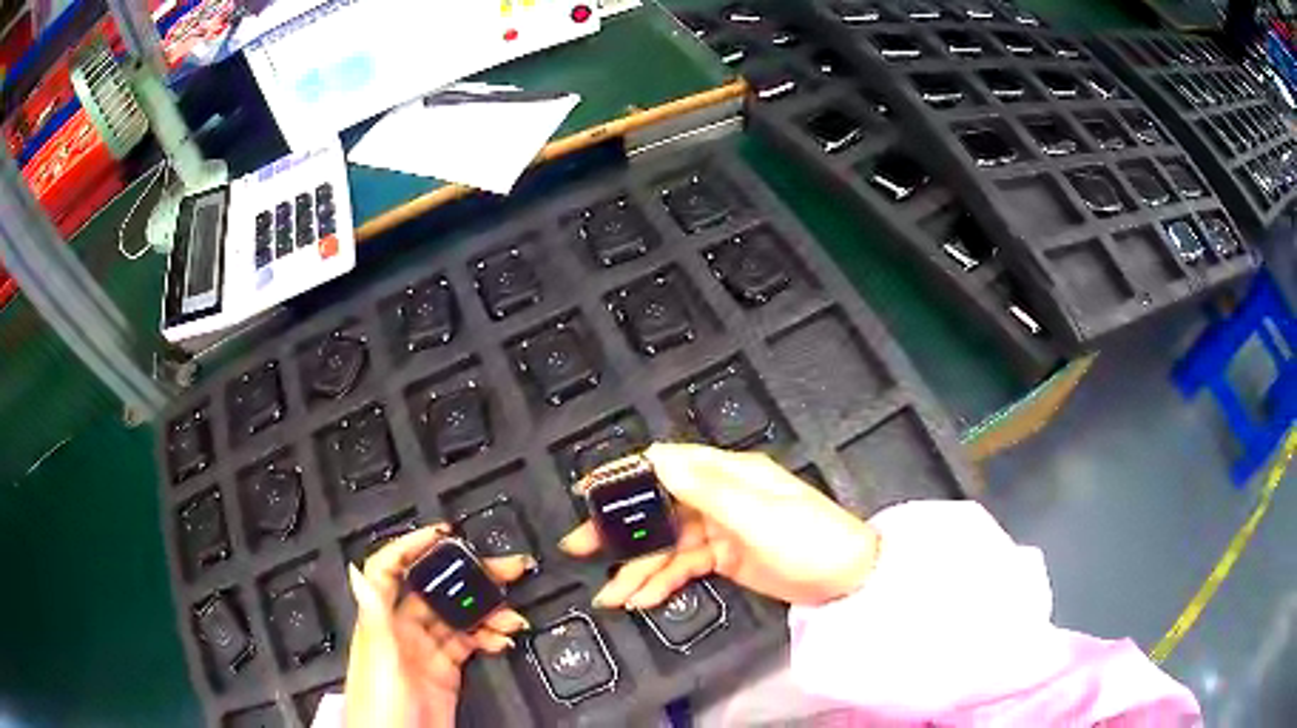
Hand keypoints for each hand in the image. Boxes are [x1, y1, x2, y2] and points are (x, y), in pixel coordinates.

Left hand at [344, 525, 531, 727]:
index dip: (413, 546)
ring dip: (487, 612)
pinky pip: (470, 644)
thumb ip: (373, 613)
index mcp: (382, 619)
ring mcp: (426, 651)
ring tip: (512, 614)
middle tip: (504, 569)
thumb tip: (358, 569)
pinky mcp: (445, 671)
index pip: (392, 569)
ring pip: (459, 618)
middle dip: (469, 576)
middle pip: (437, 591)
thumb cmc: (379, 704)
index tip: (444, 535)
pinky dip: (489, 637)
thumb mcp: (378, 657)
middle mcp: (403, 630)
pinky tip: (502, 637)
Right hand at [561, 443, 879, 609]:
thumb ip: (705, 487)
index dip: (625, 475)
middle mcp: (719, 496)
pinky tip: (641, 598)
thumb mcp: (758, 514)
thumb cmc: (811, 540)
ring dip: (637, 569)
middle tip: (579, 547)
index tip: (588, 489)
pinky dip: (662, 582)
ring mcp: (720, 530)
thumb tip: (656, 456)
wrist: (849, 581)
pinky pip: (683, 568)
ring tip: (610, 595)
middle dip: (620, 529)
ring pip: (666, 546)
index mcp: (729, 474)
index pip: (667, 465)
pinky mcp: (724, 558)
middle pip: (658, 509)